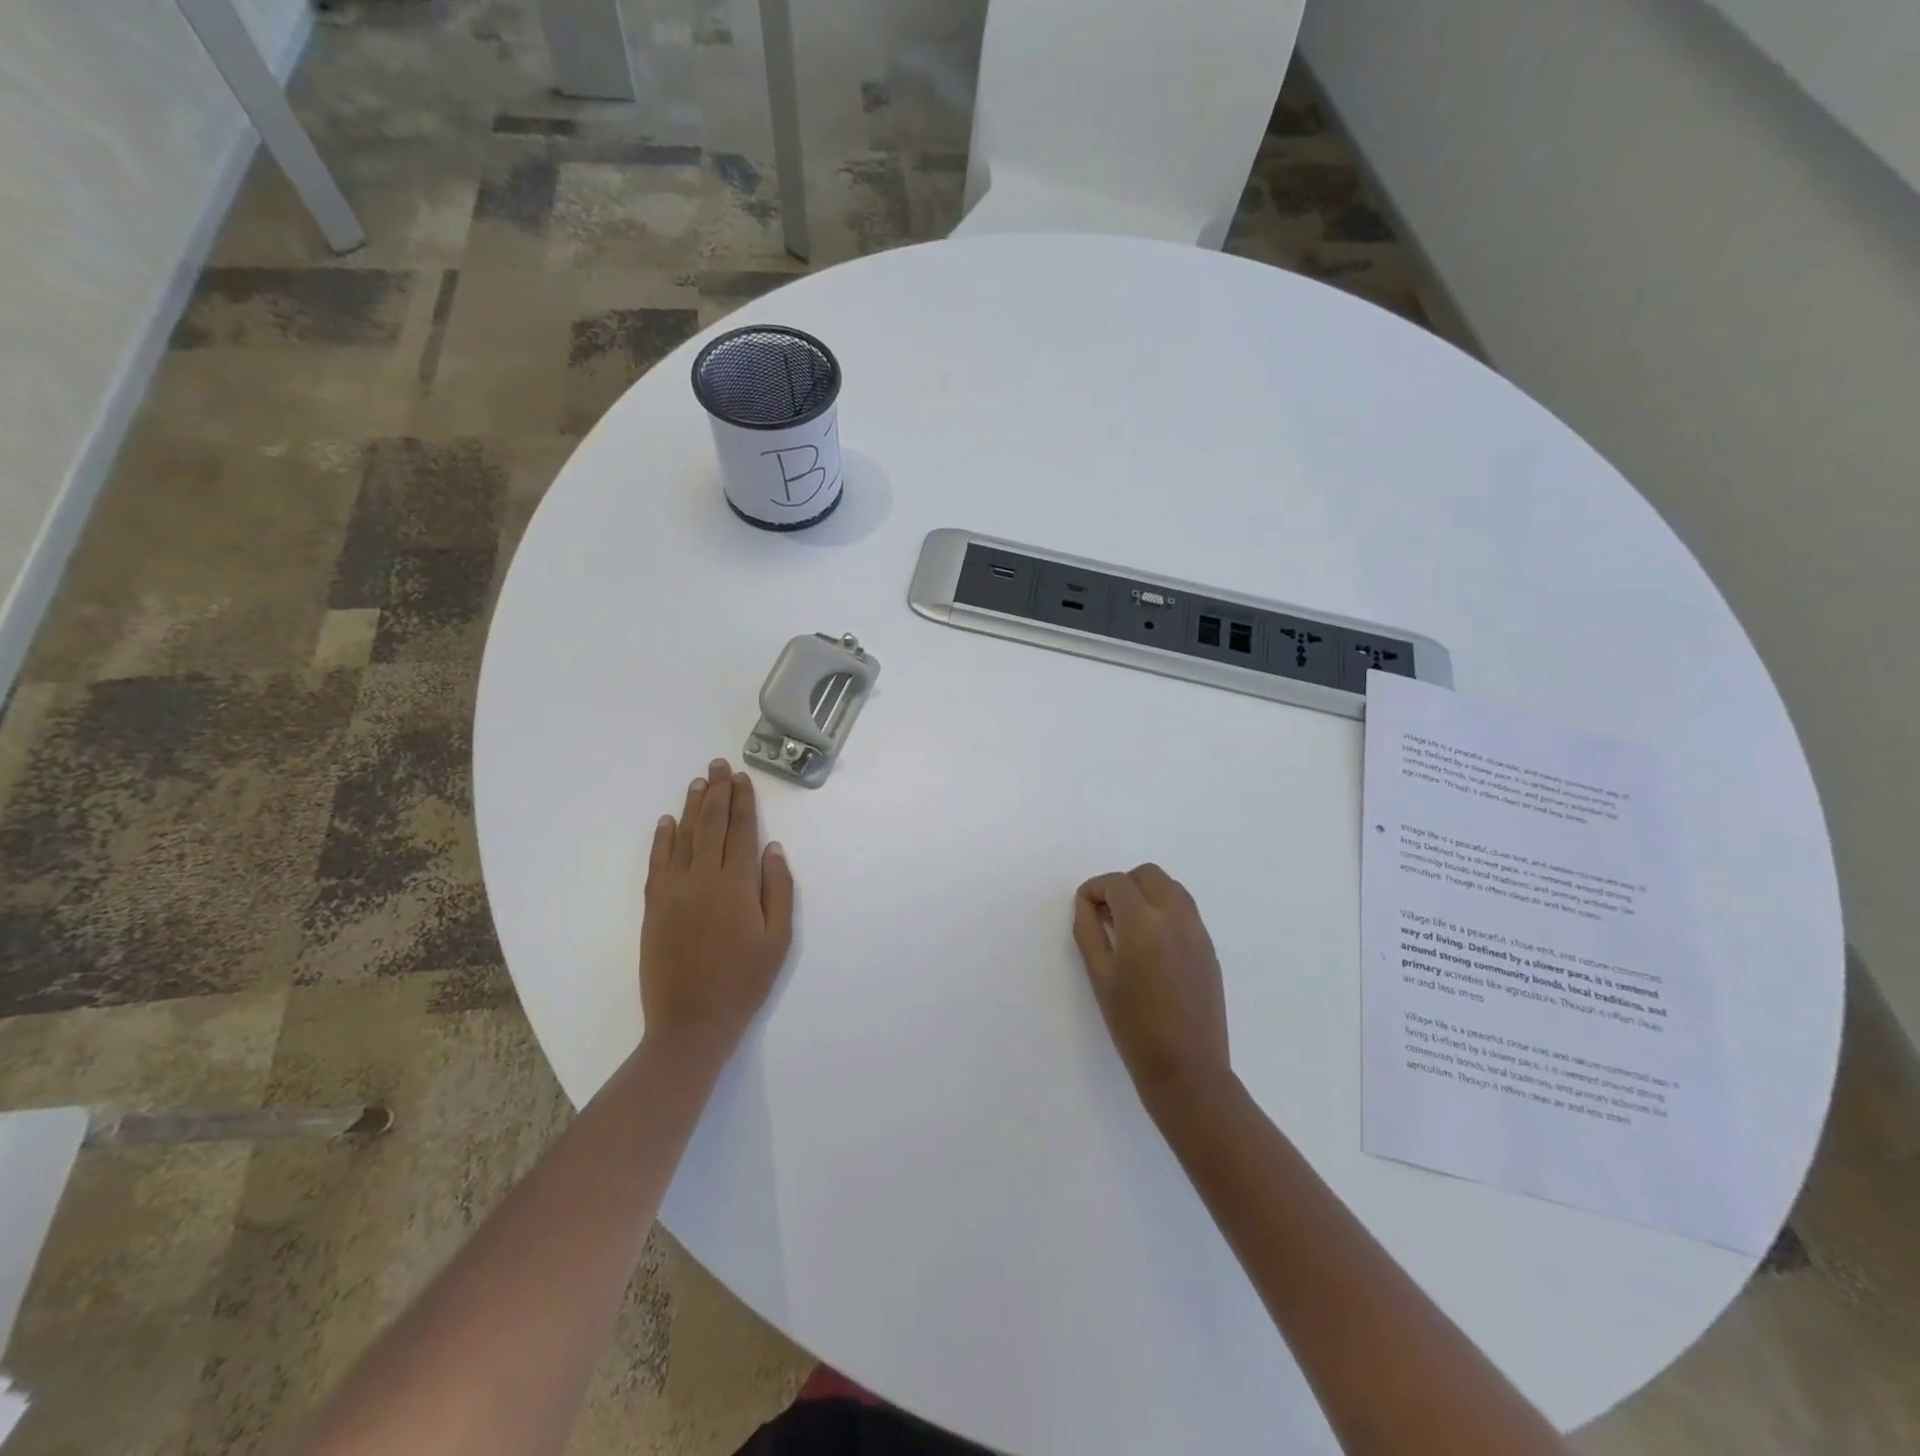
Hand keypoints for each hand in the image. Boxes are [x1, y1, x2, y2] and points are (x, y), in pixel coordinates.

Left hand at [640, 758, 794, 1058]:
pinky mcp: (654, 907)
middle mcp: (702, 879)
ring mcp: (673, 892)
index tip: (742, 778)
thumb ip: (778, 890)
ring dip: (691, 807)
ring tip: (699, 781)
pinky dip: (662, 839)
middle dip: (717, 793)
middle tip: (719, 764)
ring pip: (682, 838)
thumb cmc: (744, 982)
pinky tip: (666, 822)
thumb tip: (773, 849)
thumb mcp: (777, 940)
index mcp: (736, 886)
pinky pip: (658, 863)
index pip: (740, 831)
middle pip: (710, 825)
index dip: (742, 802)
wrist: (690, 1024)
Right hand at [1072, 864, 1230, 1102]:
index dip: (1095, 889)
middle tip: (1106, 914)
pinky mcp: (1209, 948)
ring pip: (1171, 888)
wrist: (1186, 1068)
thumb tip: (1087, 905)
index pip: (1117, 883)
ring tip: (1128, 927)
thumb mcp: (1099, 976)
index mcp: (1143, 922)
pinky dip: (1165, 911)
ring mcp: (1197, 931)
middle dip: (1123, 885)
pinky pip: (1185, 911)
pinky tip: (1151, 945)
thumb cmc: (1133, 1025)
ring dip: (1146, 894)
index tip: (1084, 908)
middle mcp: (1175, 916)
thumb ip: (1089, 931)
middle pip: (1148, 874)